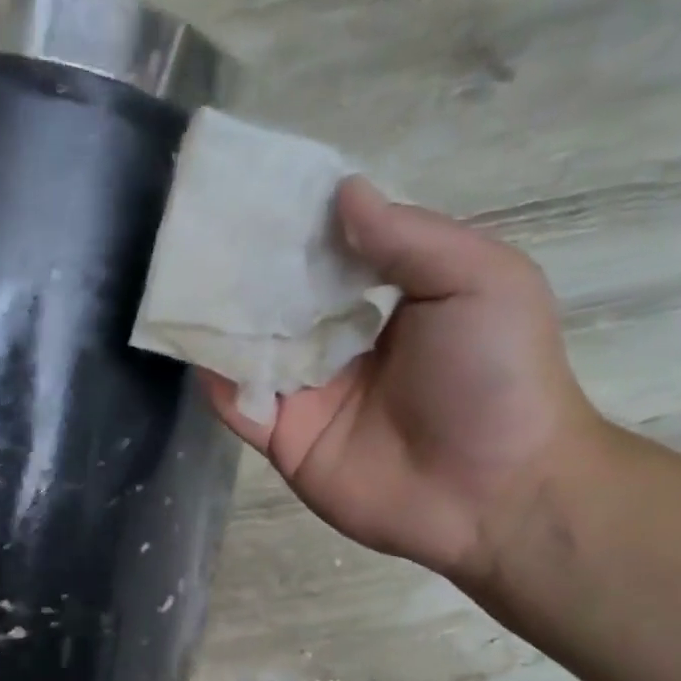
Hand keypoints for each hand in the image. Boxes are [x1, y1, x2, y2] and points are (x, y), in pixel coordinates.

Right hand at [204, 178, 605, 584]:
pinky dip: (218, 381)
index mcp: (390, 304)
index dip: (298, 227)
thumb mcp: (477, 281)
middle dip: (248, 272)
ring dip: (223, 321)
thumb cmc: (496, 376)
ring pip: (254, 353)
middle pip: (283, 304)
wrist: (494, 490)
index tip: (255, 193)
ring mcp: (312, 398)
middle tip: (203, 230)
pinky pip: (242, 408)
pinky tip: (197, 345)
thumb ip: (409, 237)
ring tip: (183, 278)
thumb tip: (342, 191)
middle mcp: (343, 347)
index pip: (331, 257)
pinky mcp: (288, 443)